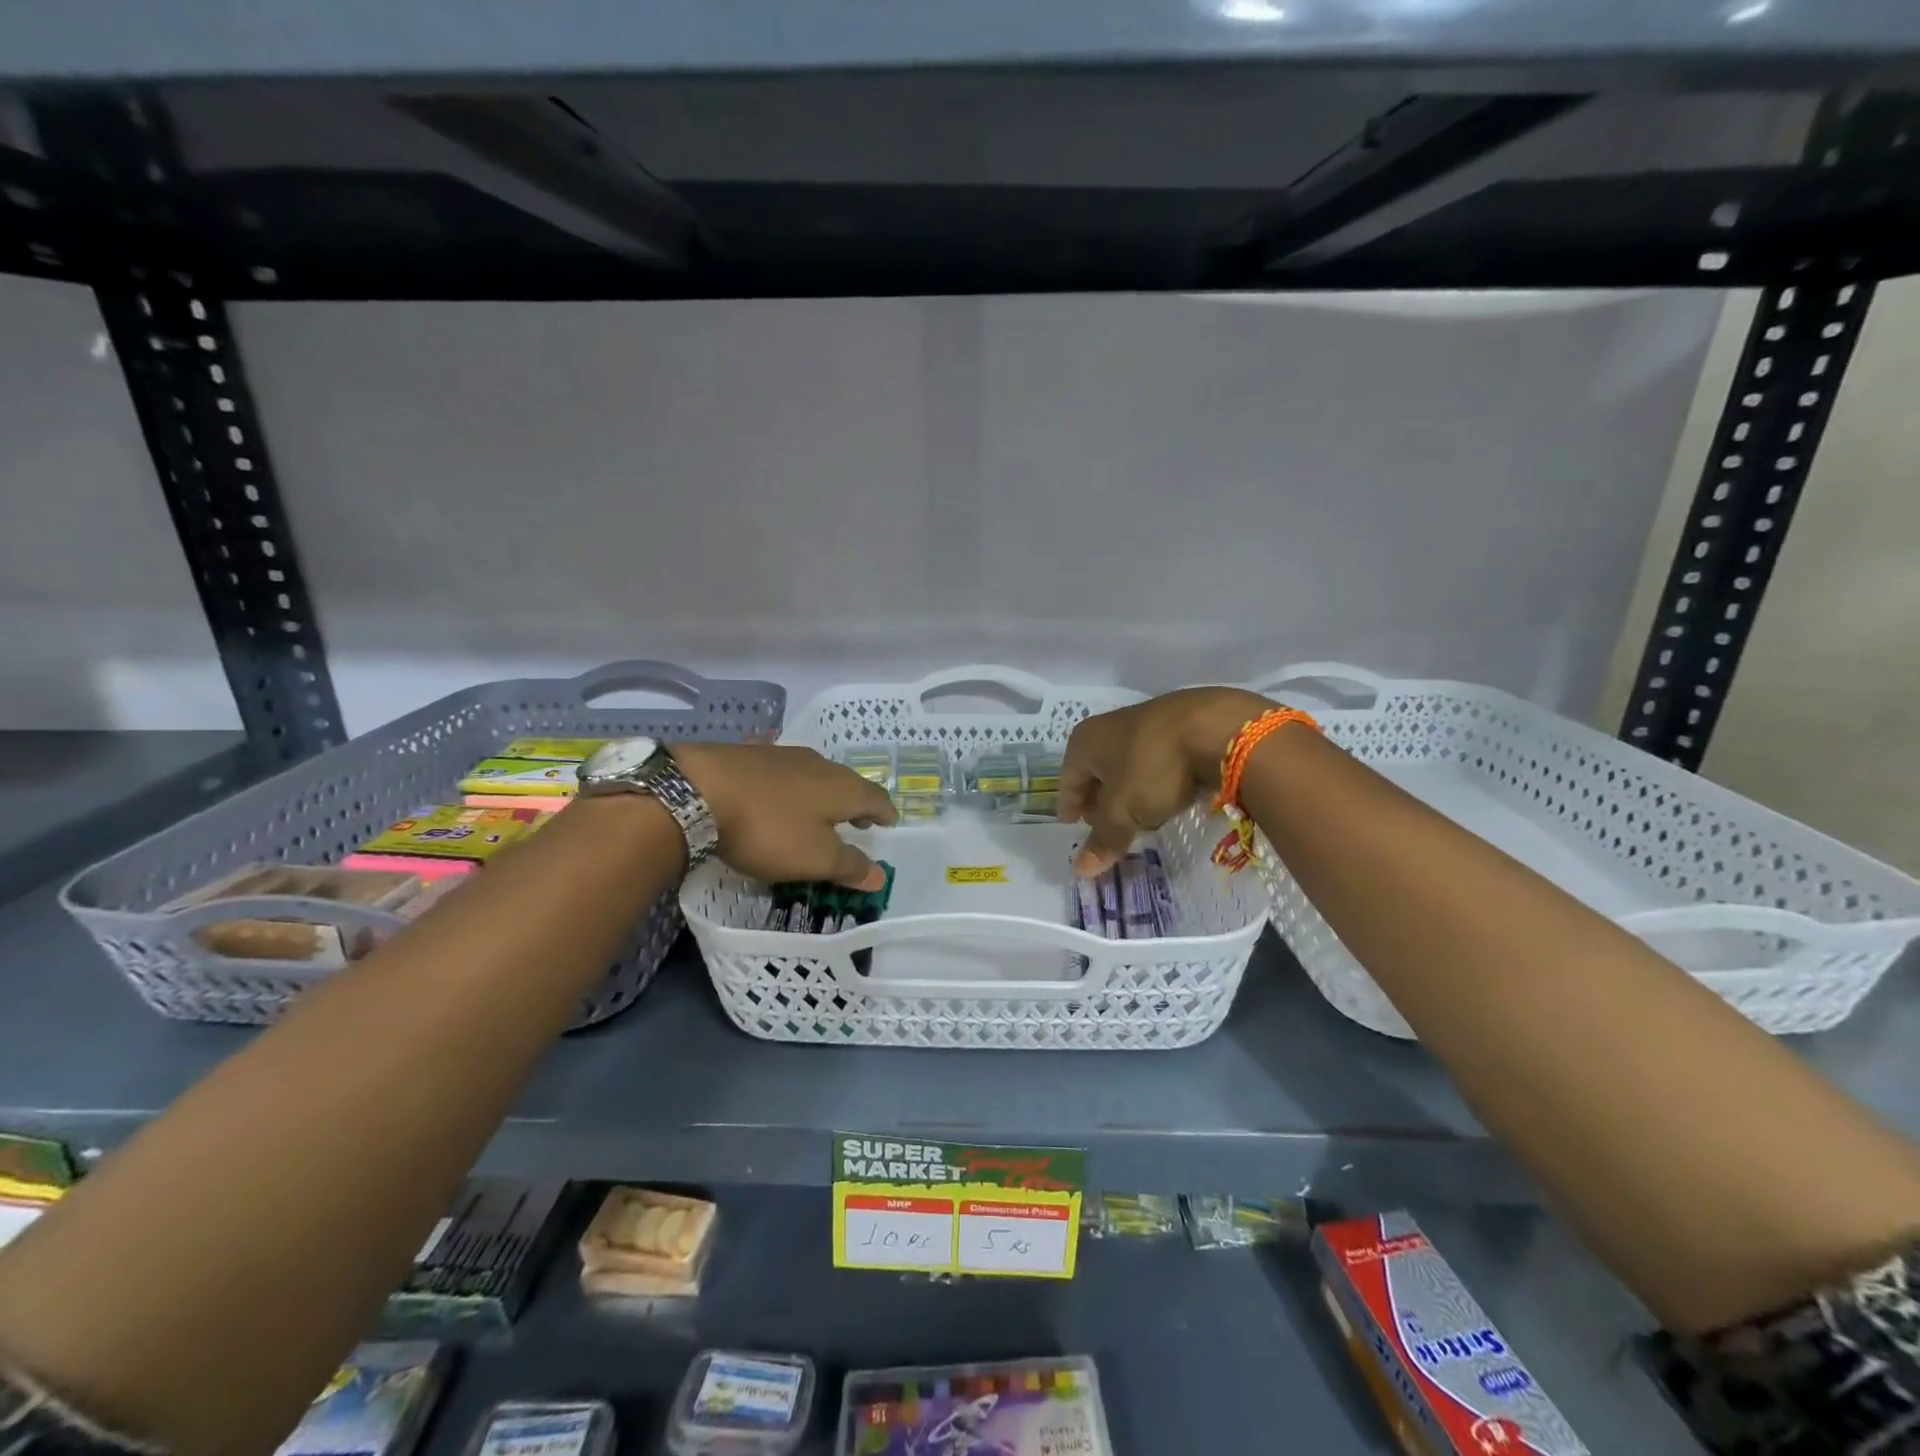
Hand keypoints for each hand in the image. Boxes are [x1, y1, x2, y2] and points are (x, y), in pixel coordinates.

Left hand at [668, 742, 896, 887]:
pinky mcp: (750, 755)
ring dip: (822, 793)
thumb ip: (849, 865)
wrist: (698, 789)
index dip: (884, 812)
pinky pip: (782, 771)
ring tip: (818, 811)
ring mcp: (783, 755)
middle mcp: (819, 764)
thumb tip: (880, 875)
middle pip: (847, 782)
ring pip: (814, 774)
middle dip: (855, 802)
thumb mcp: (814, 858)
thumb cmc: (768, 829)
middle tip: (857, 821)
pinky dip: (789, 785)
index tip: (889, 823)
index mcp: (842, 787)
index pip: (875, 798)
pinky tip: (777, 792)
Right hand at [1058, 687, 1276, 875]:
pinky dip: (1155, 780)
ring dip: (1128, 791)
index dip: (1069, 805)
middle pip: (1096, 770)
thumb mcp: (1123, 812)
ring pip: (1127, 764)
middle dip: (1098, 799)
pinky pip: (1156, 759)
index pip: (1067, 780)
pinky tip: (1168, 797)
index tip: (1072, 825)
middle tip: (1103, 825)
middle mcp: (1109, 726)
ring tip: (1137, 817)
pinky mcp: (1179, 725)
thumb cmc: (1152, 769)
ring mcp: (1146, 721)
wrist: (1217, 728)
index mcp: (1085, 741)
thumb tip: (1081, 870)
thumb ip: (1103, 841)